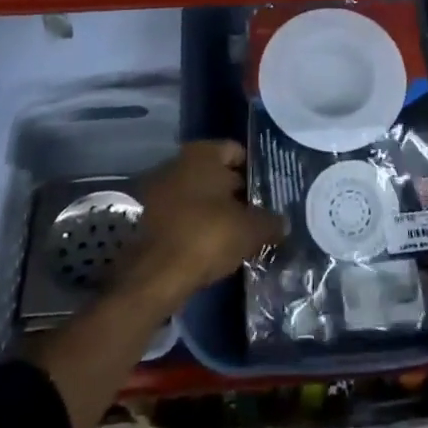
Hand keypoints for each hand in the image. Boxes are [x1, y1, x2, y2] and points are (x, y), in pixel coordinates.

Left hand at [119, 141, 286, 312]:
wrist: (150, 276)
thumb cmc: (205, 236)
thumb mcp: (249, 231)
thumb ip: (270, 223)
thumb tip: (283, 223)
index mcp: (203, 154)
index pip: (238, 152)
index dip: (256, 172)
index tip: (271, 193)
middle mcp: (177, 162)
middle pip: (217, 175)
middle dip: (237, 194)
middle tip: (259, 216)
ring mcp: (158, 189)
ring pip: (198, 197)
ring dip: (215, 213)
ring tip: (238, 235)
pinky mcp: (144, 219)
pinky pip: (181, 216)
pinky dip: (196, 228)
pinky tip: (211, 248)